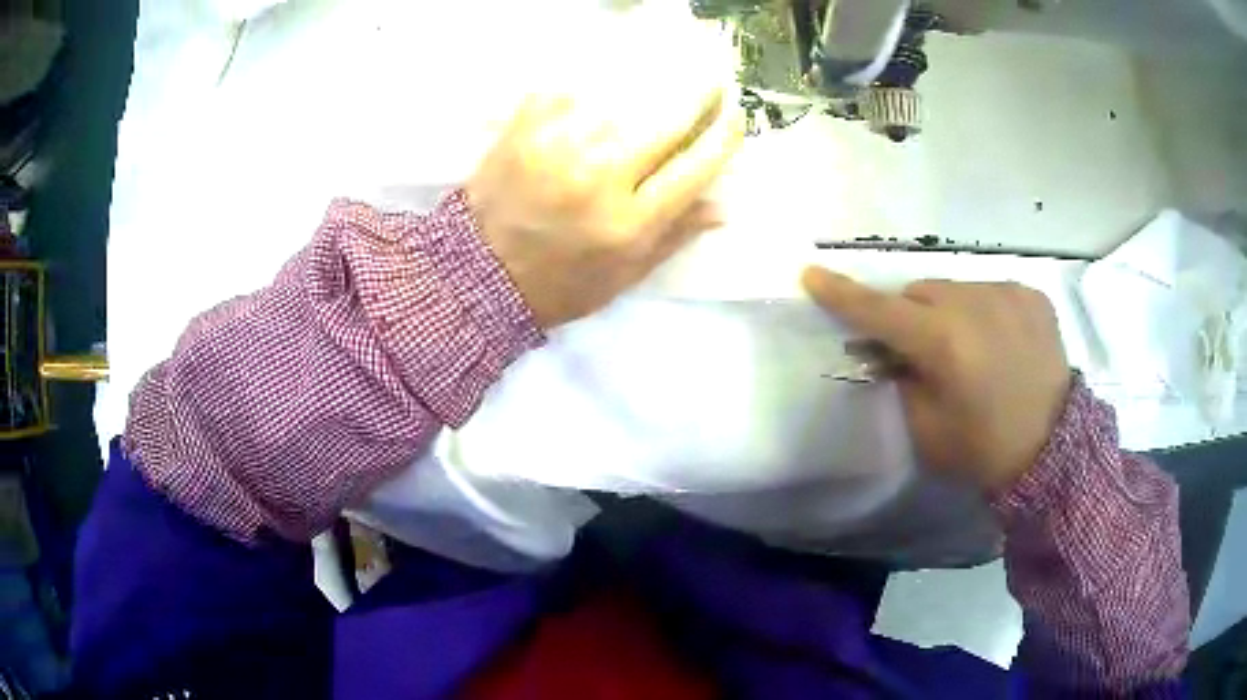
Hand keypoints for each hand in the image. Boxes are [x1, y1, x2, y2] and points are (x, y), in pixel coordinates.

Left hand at [467, 86, 743, 328]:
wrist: (479, 273)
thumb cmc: (560, 283)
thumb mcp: (625, 276)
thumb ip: (674, 236)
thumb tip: (723, 205)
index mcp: (628, 223)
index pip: (695, 167)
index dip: (723, 138)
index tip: (736, 118)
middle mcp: (599, 179)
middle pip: (666, 121)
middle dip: (699, 95)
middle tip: (711, 81)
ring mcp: (559, 147)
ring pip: (624, 96)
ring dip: (653, 83)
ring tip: (666, 76)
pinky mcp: (526, 128)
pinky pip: (572, 88)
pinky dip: (595, 81)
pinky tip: (606, 83)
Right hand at [803, 269, 1071, 492]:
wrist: (1053, 451)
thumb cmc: (983, 449)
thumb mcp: (926, 431)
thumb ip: (902, 382)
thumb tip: (891, 353)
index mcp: (943, 343)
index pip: (879, 311)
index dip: (842, 294)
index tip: (810, 273)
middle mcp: (974, 304)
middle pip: (919, 292)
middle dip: (910, 315)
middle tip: (920, 349)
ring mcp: (1007, 294)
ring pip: (956, 289)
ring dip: (949, 312)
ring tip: (969, 349)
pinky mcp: (1031, 296)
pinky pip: (991, 292)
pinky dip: (984, 312)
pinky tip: (1000, 344)